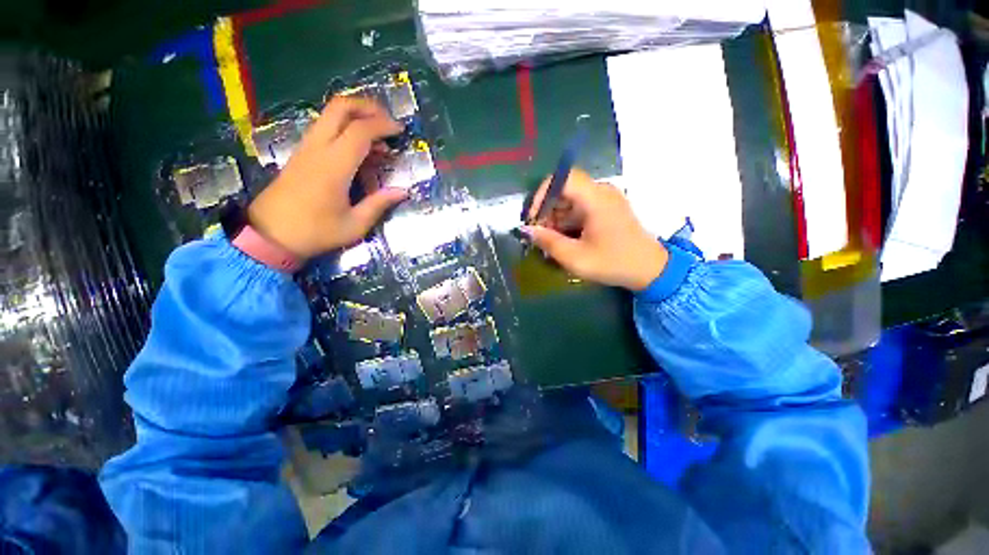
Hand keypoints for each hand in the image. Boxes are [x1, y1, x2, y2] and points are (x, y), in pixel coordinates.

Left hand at [247, 96, 408, 260]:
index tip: (400, 131)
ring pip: (330, 115)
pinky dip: (345, 129)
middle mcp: (318, 148)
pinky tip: (359, 151)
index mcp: (334, 166)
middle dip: (366, 107)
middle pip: (340, 108)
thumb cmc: (315, 232)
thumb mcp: (354, 225)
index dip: (383, 125)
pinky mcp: (301, 154)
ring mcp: (306, 148)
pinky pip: (325, 129)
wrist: (269, 235)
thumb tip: (403, 191)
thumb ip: (379, 204)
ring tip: (378, 138)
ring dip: (356, 117)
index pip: (360, 131)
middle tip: (387, 121)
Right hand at [523, 168, 667, 290]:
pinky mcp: (607, 208)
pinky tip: (564, 238)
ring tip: (550, 240)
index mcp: (596, 198)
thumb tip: (526, 229)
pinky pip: (580, 207)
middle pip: (565, 190)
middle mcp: (601, 191)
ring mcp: (605, 199)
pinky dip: (568, 220)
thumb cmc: (613, 263)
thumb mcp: (575, 257)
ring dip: (556, 217)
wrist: (650, 270)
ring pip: (570, 200)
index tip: (533, 216)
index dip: (542, 193)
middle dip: (547, 210)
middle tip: (539, 234)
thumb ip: (548, 241)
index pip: (563, 178)